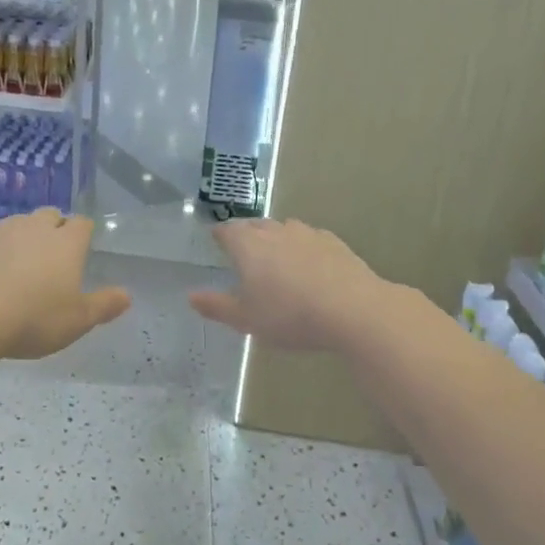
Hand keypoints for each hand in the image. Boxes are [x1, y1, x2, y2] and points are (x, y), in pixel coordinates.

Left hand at [0, 210, 130, 359]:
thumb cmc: (32, 320)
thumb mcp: (77, 322)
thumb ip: (104, 306)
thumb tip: (127, 295)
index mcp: (67, 244)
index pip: (82, 224)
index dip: (83, 234)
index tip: (82, 247)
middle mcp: (35, 228)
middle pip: (50, 215)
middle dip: (53, 228)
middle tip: (51, 254)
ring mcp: (0, 230)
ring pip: (18, 220)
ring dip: (22, 233)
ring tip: (18, 257)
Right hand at [189, 219, 395, 350]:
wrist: (352, 309)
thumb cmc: (289, 315)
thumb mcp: (247, 319)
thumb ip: (217, 306)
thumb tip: (191, 296)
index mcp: (248, 246)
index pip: (227, 231)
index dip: (220, 235)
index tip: (217, 240)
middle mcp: (275, 231)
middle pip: (255, 225)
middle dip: (246, 234)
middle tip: (243, 251)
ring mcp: (307, 233)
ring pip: (283, 228)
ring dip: (275, 238)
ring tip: (275, 257)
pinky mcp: (333, 242)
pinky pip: (309, 238)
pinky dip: (302, 247)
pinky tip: (308, 264)